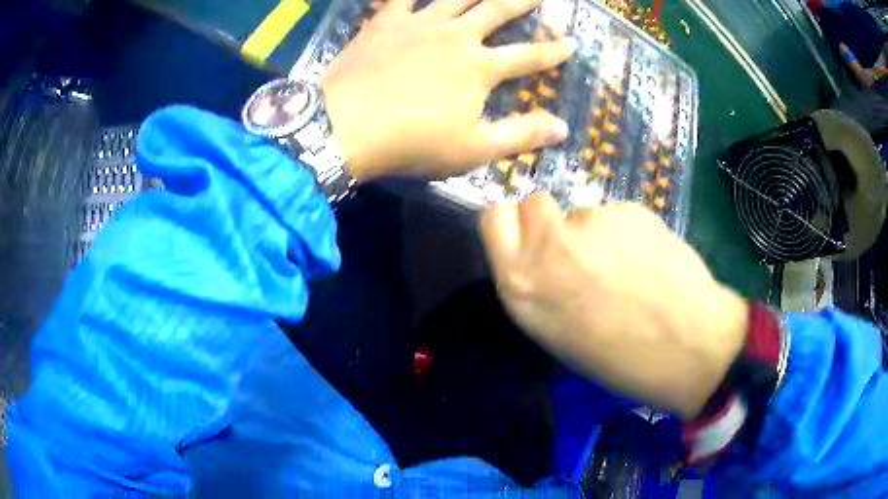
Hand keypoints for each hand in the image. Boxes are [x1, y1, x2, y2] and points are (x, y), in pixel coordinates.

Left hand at [321, 0, 574, 180]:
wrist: (345, 126)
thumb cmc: (412, 143)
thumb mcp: (473, 149)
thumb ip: (520, 134)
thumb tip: (563, 128)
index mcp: (480, 67)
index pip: (528, 56)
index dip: (553, 51)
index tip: (571, 43)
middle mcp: (456, 35)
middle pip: (497, 10)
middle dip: (523, 0)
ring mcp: (419, 23)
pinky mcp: (385, 22)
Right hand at [479, 194, 747, 419]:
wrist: (687, 349)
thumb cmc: (618, 359)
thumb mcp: (555, 331)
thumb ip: (537, 283)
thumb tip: (542, 255)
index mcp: (521, 284)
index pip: (494, 217)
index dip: (514, 225)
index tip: (533, 241)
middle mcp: (548, 246)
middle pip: (533, 202)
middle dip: (552, 222)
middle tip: (581, 253)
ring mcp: (590, 222)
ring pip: (582, 211)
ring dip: (596, 232)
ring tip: (626, 268)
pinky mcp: (629, 209)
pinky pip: (617, 214)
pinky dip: (628, 232)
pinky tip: (649, 260)